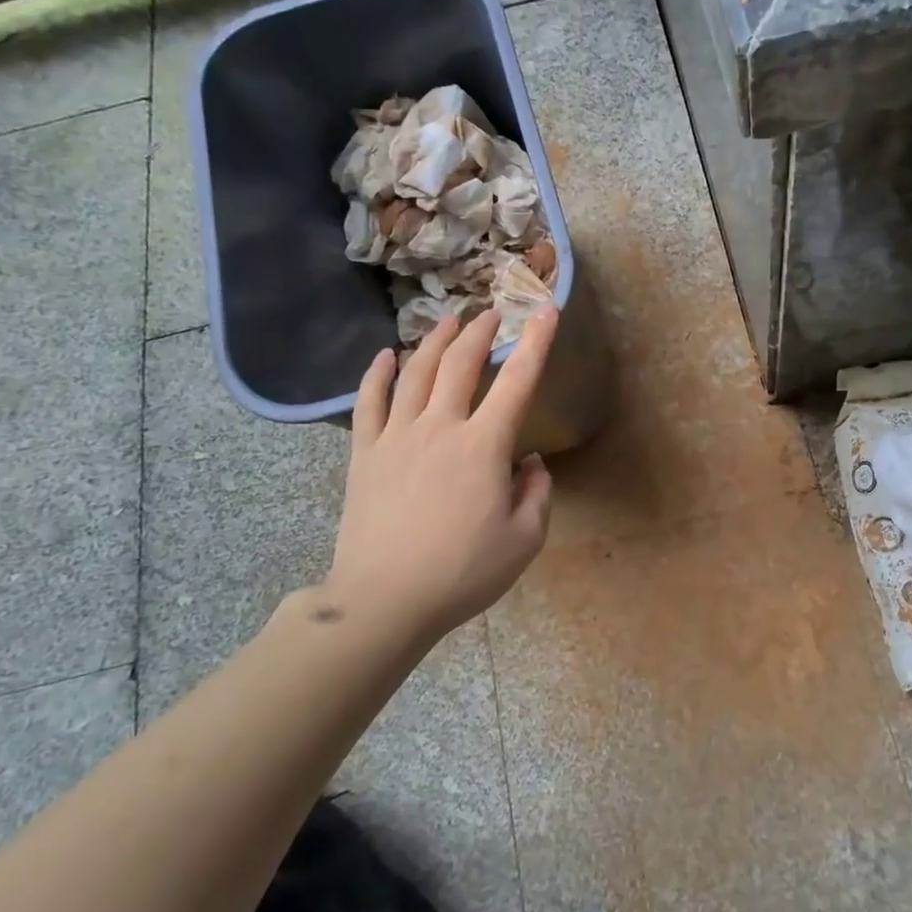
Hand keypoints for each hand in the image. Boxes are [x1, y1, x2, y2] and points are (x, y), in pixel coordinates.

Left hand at [323, 307, 557, 642]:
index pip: (517, 381)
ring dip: (435, 341)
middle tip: (492, 313)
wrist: (384, 601)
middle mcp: (440, 427)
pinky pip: (369, 402)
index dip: (537, 342)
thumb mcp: (525, 540)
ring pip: (415, 372)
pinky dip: (378, 374)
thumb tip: (529, 463)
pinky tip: (385, 355)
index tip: (547, 311)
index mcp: (484, 446)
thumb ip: (537, 494)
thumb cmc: (462, 573)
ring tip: (449, 322)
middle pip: (460, 363)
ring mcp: (397, 437)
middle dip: (480, 332)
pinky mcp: (365, 454)